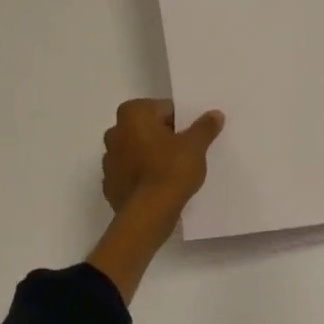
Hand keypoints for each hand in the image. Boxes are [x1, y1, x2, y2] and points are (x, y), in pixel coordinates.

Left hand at [101, 100, 224, 213]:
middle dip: (163, 137)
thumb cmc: (171, 170)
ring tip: (172, 171)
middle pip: (146, 128)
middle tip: (185, 152)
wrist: (148, 214)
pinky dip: (142, 177)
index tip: (191, 136)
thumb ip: (204, 127)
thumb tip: (214, 114)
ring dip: (150, 156)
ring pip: (136, 151)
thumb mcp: (195, 146)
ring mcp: (108, 160)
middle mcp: (114, 132)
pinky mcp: (109, 185)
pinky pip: (130, 174)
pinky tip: (158, 187)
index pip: (163, 109)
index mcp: (132, 114)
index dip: (180, 122)